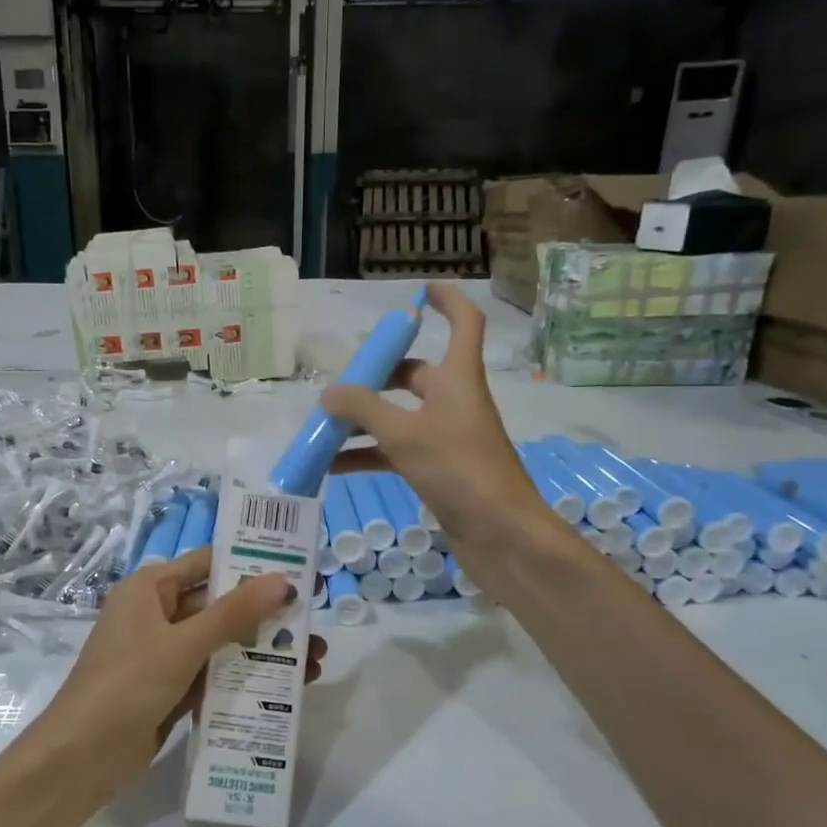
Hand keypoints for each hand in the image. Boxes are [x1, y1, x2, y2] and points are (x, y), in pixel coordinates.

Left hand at [32, 546, 326, 803]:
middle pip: (221, 605)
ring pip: (222, 643)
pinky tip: (285, 687)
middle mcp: (158, 615)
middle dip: (267, 616)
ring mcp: (165, 654)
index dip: (251, 565)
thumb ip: (233, 614)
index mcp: (150, 589)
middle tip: (314, 624)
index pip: (207, 564)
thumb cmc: (125, 685)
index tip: (297, 572)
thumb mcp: (181, 645)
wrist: (80, 759)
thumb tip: (282, 581)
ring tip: (313, 662)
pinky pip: (215, 674)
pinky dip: (244, 677)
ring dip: (262, 650)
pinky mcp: (172, 689)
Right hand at [321, 282, 567, 590]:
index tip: (420, 290)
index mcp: (458, 379)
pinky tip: (334, 467)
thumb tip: (329, 393)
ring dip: (365, 421)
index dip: (447, 301)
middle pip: (416, 375)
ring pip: (400, 417)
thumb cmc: (460, 471)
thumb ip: (364, 409)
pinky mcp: (441, 471)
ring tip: (324, 428)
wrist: (502, 535)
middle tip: (340, 382)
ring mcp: (448, 438)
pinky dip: (369, 455)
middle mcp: (455, 402)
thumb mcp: (405, 434)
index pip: (463, 323)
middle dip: (377, 376)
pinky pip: (398, 452)